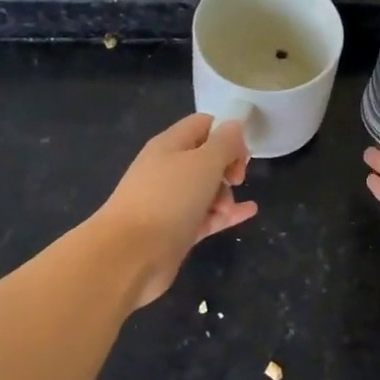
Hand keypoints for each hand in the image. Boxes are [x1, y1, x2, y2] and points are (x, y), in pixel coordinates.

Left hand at [92, 113, 257, 306]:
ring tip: (225, 210)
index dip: (227, 134)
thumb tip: (235, 125)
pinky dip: (226, 213)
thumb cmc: (169, 199)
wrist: (130, 254)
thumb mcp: (203, 163)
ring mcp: (170, 201)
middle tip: (236, 180)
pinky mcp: (176, 230)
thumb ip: (224, 143)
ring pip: (207, 189)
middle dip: (228, 167)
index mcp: (169, 144)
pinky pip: (206, 216)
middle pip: (207, 158)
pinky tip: (249, 212)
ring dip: (225, 195)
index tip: (242, 154)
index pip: (203, 125)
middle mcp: (168, 169)